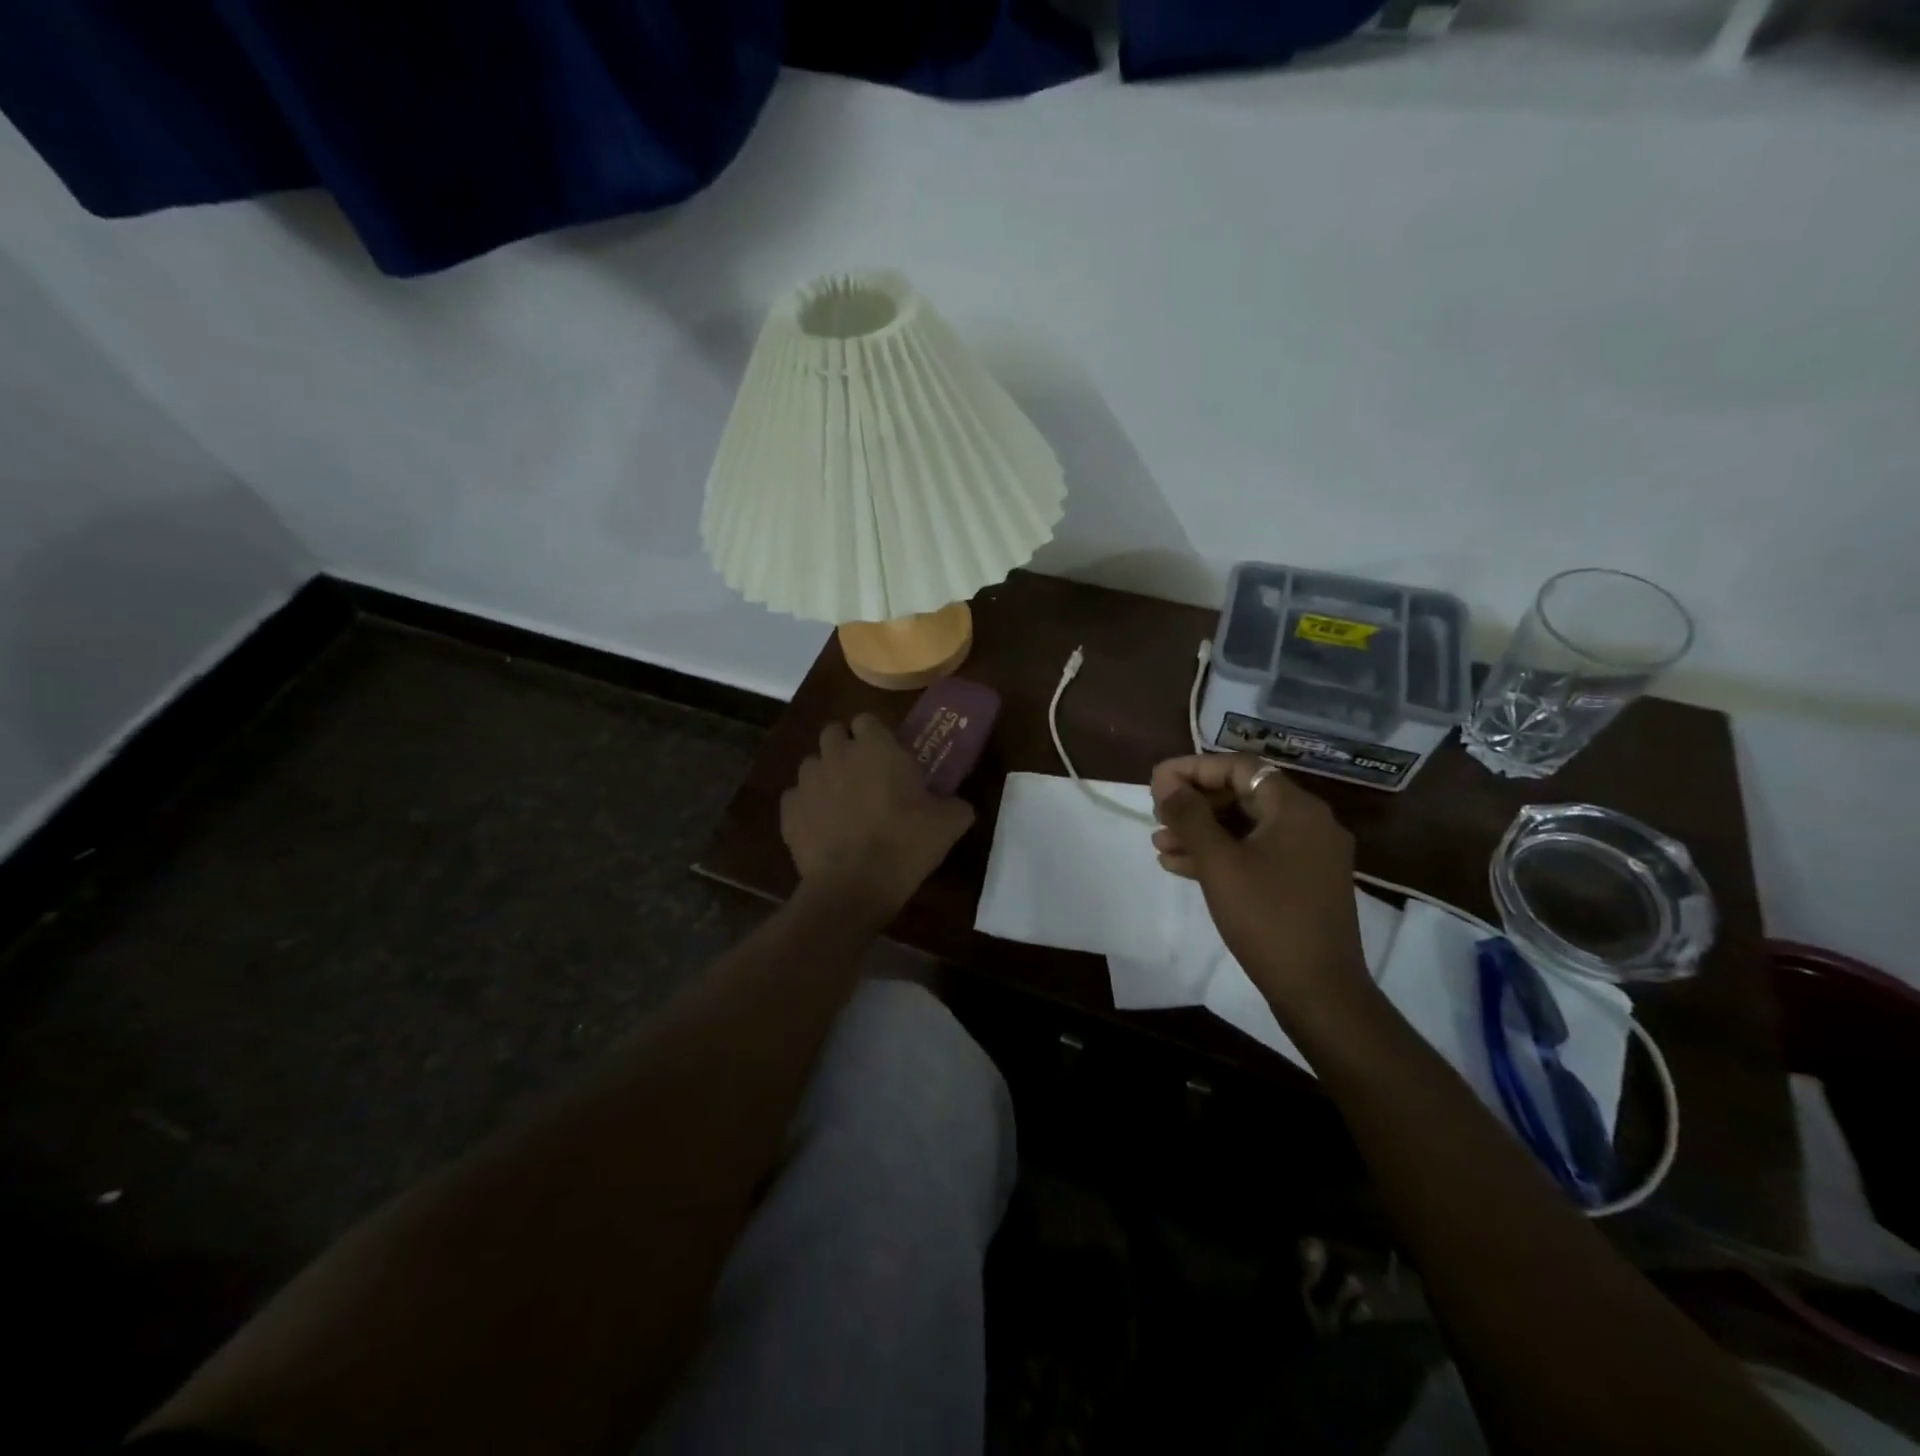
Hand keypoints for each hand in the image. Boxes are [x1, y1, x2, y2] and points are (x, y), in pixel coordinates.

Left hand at [782, 715, 974, 914]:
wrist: (853, 886)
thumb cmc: (905, 845)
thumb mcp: (948, 825)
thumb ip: (955, 806)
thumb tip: (958, 805)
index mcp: (876, 747)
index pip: (867, 719)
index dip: (875, 735)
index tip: (887, 756)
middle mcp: (837, 754)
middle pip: (833, 733)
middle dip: (845, 747)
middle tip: (863, 773)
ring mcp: (807, 781)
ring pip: (812, 764)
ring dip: (825, 776)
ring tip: (841, 803)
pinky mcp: (788, 810)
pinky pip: (796, 798)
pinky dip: (807, 807)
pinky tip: (822, 828)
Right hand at [1150, 754, 1370, 1020]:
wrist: (1319, 990)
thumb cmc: (1266, 917)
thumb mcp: (1218, 863)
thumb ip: (1189, 816)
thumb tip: (1164, 780)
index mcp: (1295, 809)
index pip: (1239, 768)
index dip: (1193, 770)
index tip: (1156, 782)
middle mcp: (1309, 823)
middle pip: (1243, 795)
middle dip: (1195, 804)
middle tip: (1158, 815)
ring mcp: (1309, 854)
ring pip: (1247, 827)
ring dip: (1202, 832)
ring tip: (1160, 843)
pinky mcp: (1303, 882)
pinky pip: (1257, 854)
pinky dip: (1221, 855)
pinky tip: (1180, 866)